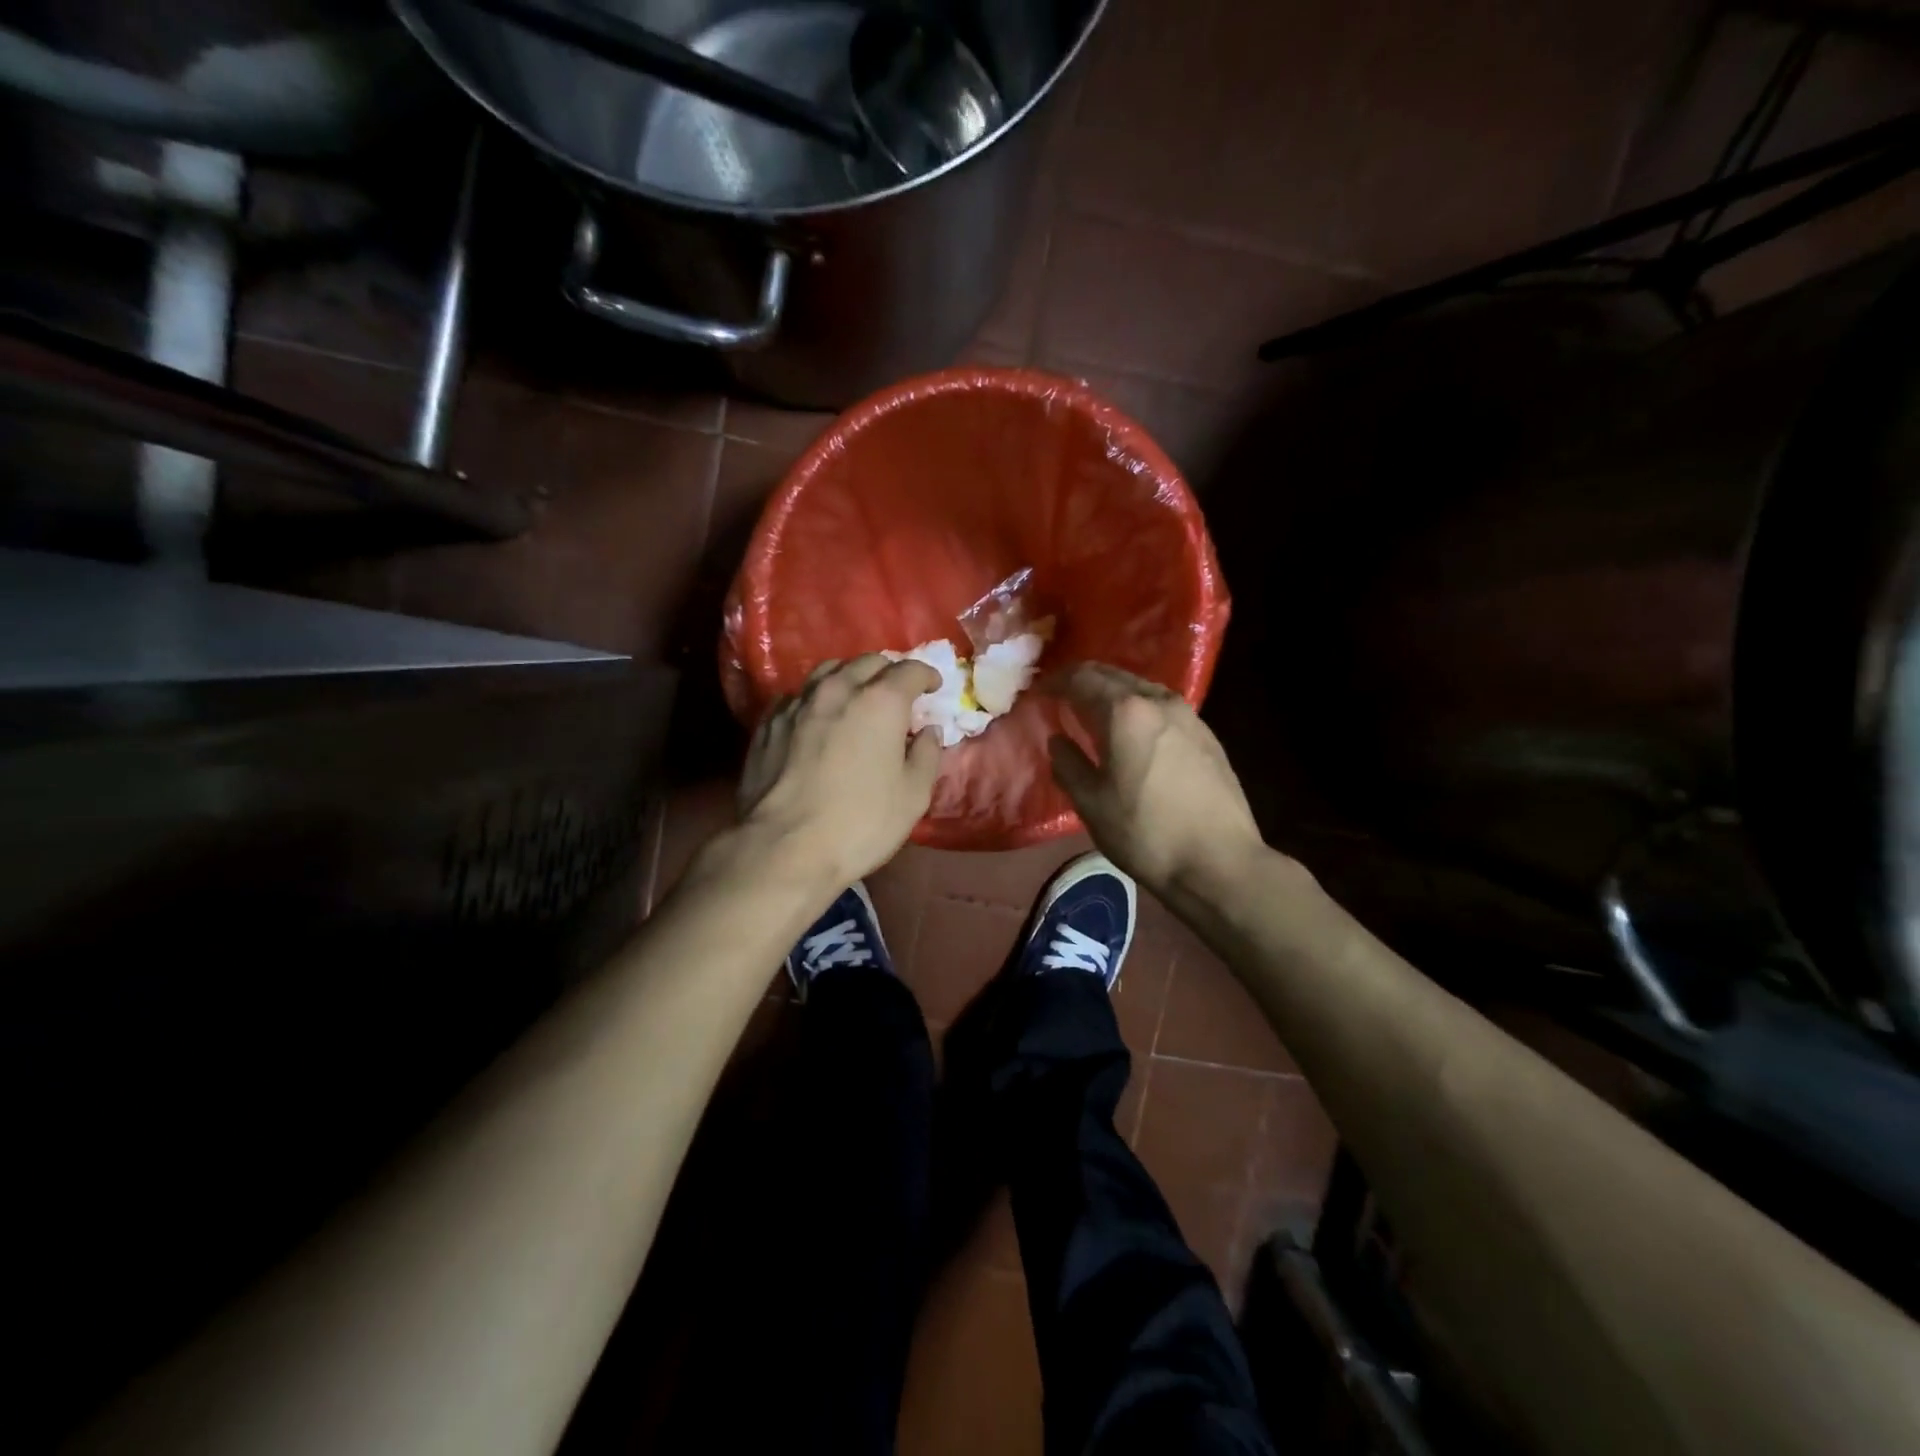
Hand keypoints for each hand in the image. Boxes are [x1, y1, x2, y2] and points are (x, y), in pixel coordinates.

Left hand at [738, 655, 943, 889]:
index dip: (927, 676)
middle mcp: (838, 689)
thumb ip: (927, 755)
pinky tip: (817, 718)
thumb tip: (928, 732)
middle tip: (897, 693)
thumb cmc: (860, 823)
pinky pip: (798, 696)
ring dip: (849, 677)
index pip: (910, 670)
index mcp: (880, 702)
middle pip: (868, 662)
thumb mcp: (913, 796)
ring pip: (828, 671)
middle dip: (888, 672)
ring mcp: (797, 703)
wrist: (784, 848)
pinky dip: (816, 699)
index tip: (933, 687)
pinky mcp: (768, 723)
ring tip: (855, 697)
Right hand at [1046, 662, 1263, 894]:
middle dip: (1085, 680)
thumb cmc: (1145, 833)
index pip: (1082, 679)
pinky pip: (1162, 707)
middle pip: (1115, 676)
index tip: (1040, 691)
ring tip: (1096, 712)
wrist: (1220, 861)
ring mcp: (1189, 716)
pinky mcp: (1207, 735)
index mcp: (1125, 712)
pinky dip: (1139, 708)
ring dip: (1114, 692)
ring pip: (1142, 688)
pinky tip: (1134, 732)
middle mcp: (1159, 701)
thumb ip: (1068, 764)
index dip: (1057, 682)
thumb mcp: (1091, 803)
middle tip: (1063, 695)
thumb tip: (1058, 740)